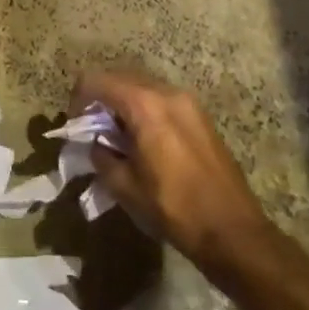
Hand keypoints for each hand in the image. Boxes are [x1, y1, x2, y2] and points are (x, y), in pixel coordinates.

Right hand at [77, 69, 270, 274]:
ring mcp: (188, 102)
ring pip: (142, 87)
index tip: (75, 124)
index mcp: (144, 105)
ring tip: (118, 137)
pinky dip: (144, 110)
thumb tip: (95, 144)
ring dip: (123, 104)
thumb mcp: (125, 187)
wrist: (233, 231)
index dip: (78, 98)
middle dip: (100, 99)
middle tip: (92, 130)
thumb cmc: (174, 208)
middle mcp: (166, 92)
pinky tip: (144, 141)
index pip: (96, 81)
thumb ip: (101, 156)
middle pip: (120, 78)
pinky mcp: (200, 116)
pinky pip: (162, 100)